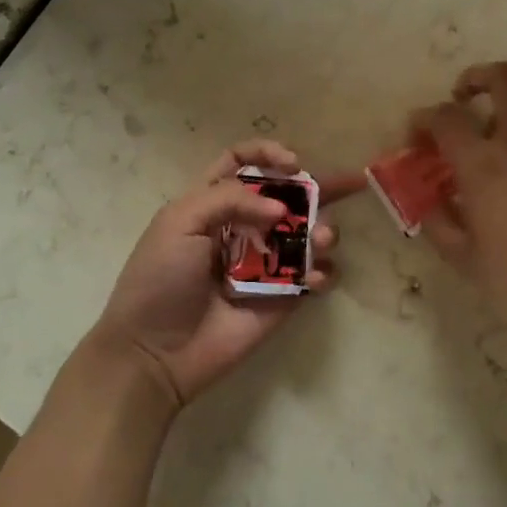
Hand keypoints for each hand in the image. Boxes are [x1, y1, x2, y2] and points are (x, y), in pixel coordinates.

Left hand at [90, 140, 360, 412]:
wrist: (155, 352)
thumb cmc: (160, 279)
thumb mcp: (180, 222)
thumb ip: (231, 198)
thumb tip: (281, 210)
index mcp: (212, 202)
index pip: (243, 162)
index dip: (268, 153)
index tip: (292, 163)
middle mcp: (243, 226)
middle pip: (287, 195)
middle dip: (319, 185)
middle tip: (351, 183)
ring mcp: (266, 262)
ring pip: (307, 233)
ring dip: (322, 230)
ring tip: (321, 240)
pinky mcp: (283, 296)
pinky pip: (314, 276)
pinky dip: (323, 272)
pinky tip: (315, 278)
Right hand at [414, 62, 506, 351]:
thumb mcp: (465, 260)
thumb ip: (439, 222)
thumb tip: (428, 200)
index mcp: (483, 165)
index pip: (445, 117)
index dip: (423, 119)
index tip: (416, 138)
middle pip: (503, 78)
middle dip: (475, 78)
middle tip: (462, 97)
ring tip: (503, 116)